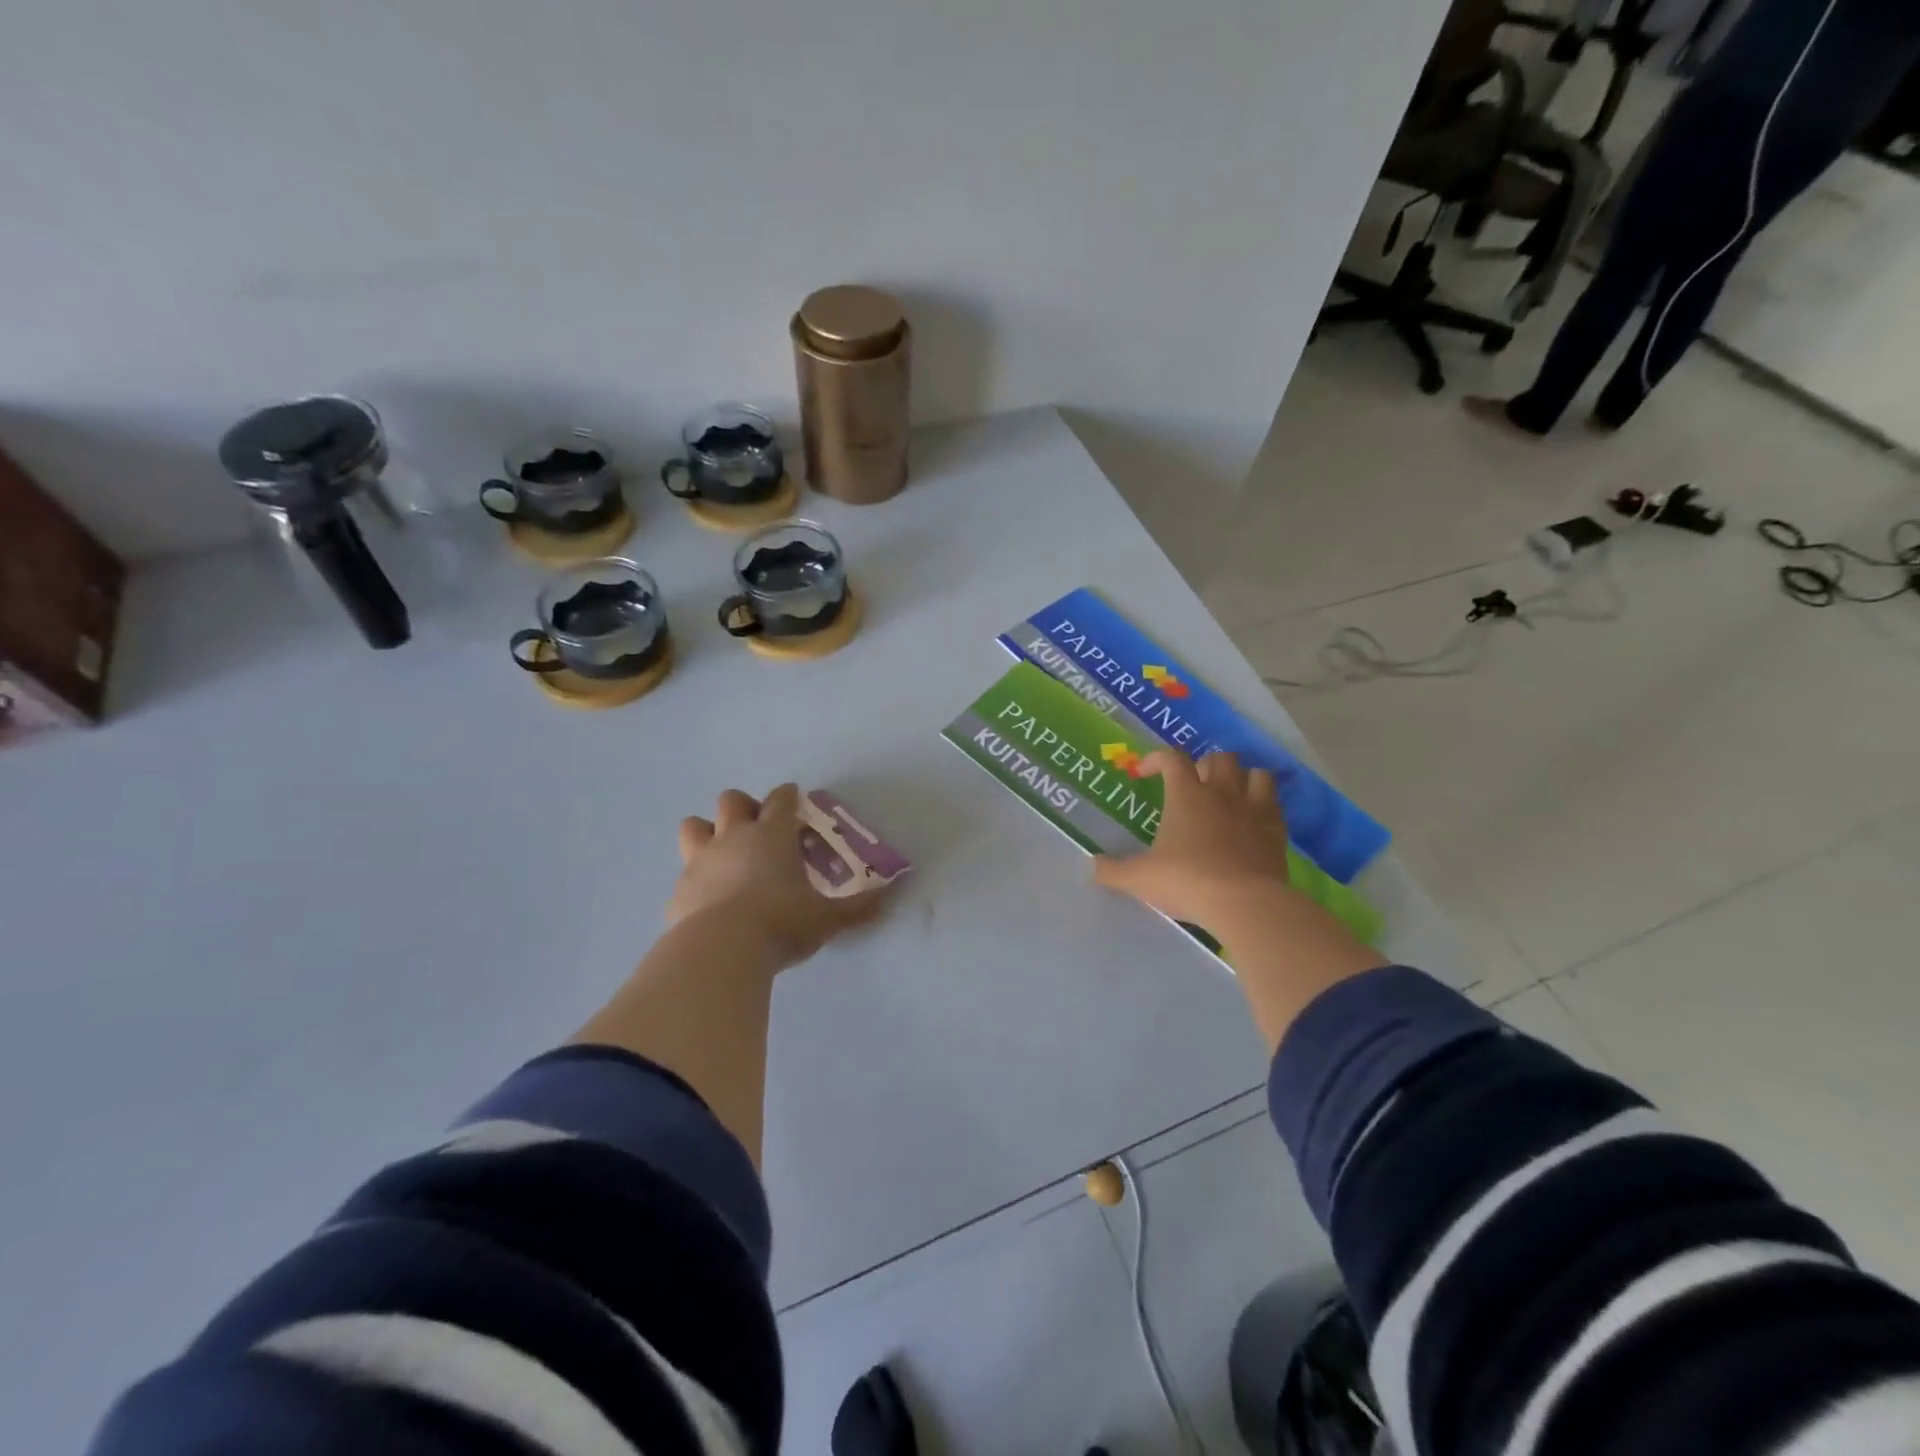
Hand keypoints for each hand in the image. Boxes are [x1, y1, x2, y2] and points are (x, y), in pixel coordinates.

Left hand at [668, 783, 889, 965]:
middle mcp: (734, 837)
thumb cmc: (781, 923)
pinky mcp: (679, 889)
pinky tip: (707, 899)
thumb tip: (889, 897)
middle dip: (743, 807)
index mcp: (773, 835)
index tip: (793, 798)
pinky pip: (684, 873)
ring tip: (722, 853)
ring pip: (694, 826)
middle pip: (731, 800)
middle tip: (757, 829)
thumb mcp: (827, 919)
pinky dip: (696, 879)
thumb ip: (857, 908)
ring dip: (707, 832)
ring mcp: (701, 860)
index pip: (781, 799)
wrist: (721, 950)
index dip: (788, 796)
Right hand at [1094, 750, 1290, 935]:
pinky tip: (1254, 820)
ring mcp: (1254, 809)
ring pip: (1255, 773)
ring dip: (1241, 777)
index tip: (1144, 773)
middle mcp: (1222, 793)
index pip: (1172, 758)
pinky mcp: (1276, 831)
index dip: (1156, 759)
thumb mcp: (1140, 878)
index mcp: (1186, 795)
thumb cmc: (1186, 881)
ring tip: (1230, 794)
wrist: (1244, 903)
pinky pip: (1275, 804)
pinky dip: (1265, 805)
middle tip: (1193, 786)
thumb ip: (1113, 870)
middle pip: (1219, 758)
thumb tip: (1091, 865)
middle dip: (1204, 765)